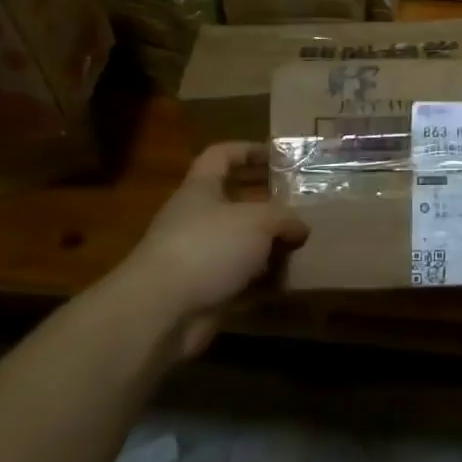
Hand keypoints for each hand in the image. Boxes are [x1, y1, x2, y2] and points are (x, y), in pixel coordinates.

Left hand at [118, 142, 308, 359]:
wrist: (161, 311)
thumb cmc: (208, 247)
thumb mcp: (258, 221)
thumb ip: (284, 218)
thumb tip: (299, 228)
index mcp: (200, 189)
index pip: (220, 156)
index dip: (247, 150)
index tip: (277, 155)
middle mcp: (196, 218)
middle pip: (232, 200)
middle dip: (265, 201)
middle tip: (298, 202)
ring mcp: (198, 255)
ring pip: (238, 241)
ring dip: (267, 243)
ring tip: (300, 243)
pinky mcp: (204, 289)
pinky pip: (238, 276)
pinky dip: (260, 278)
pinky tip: (286, 279)